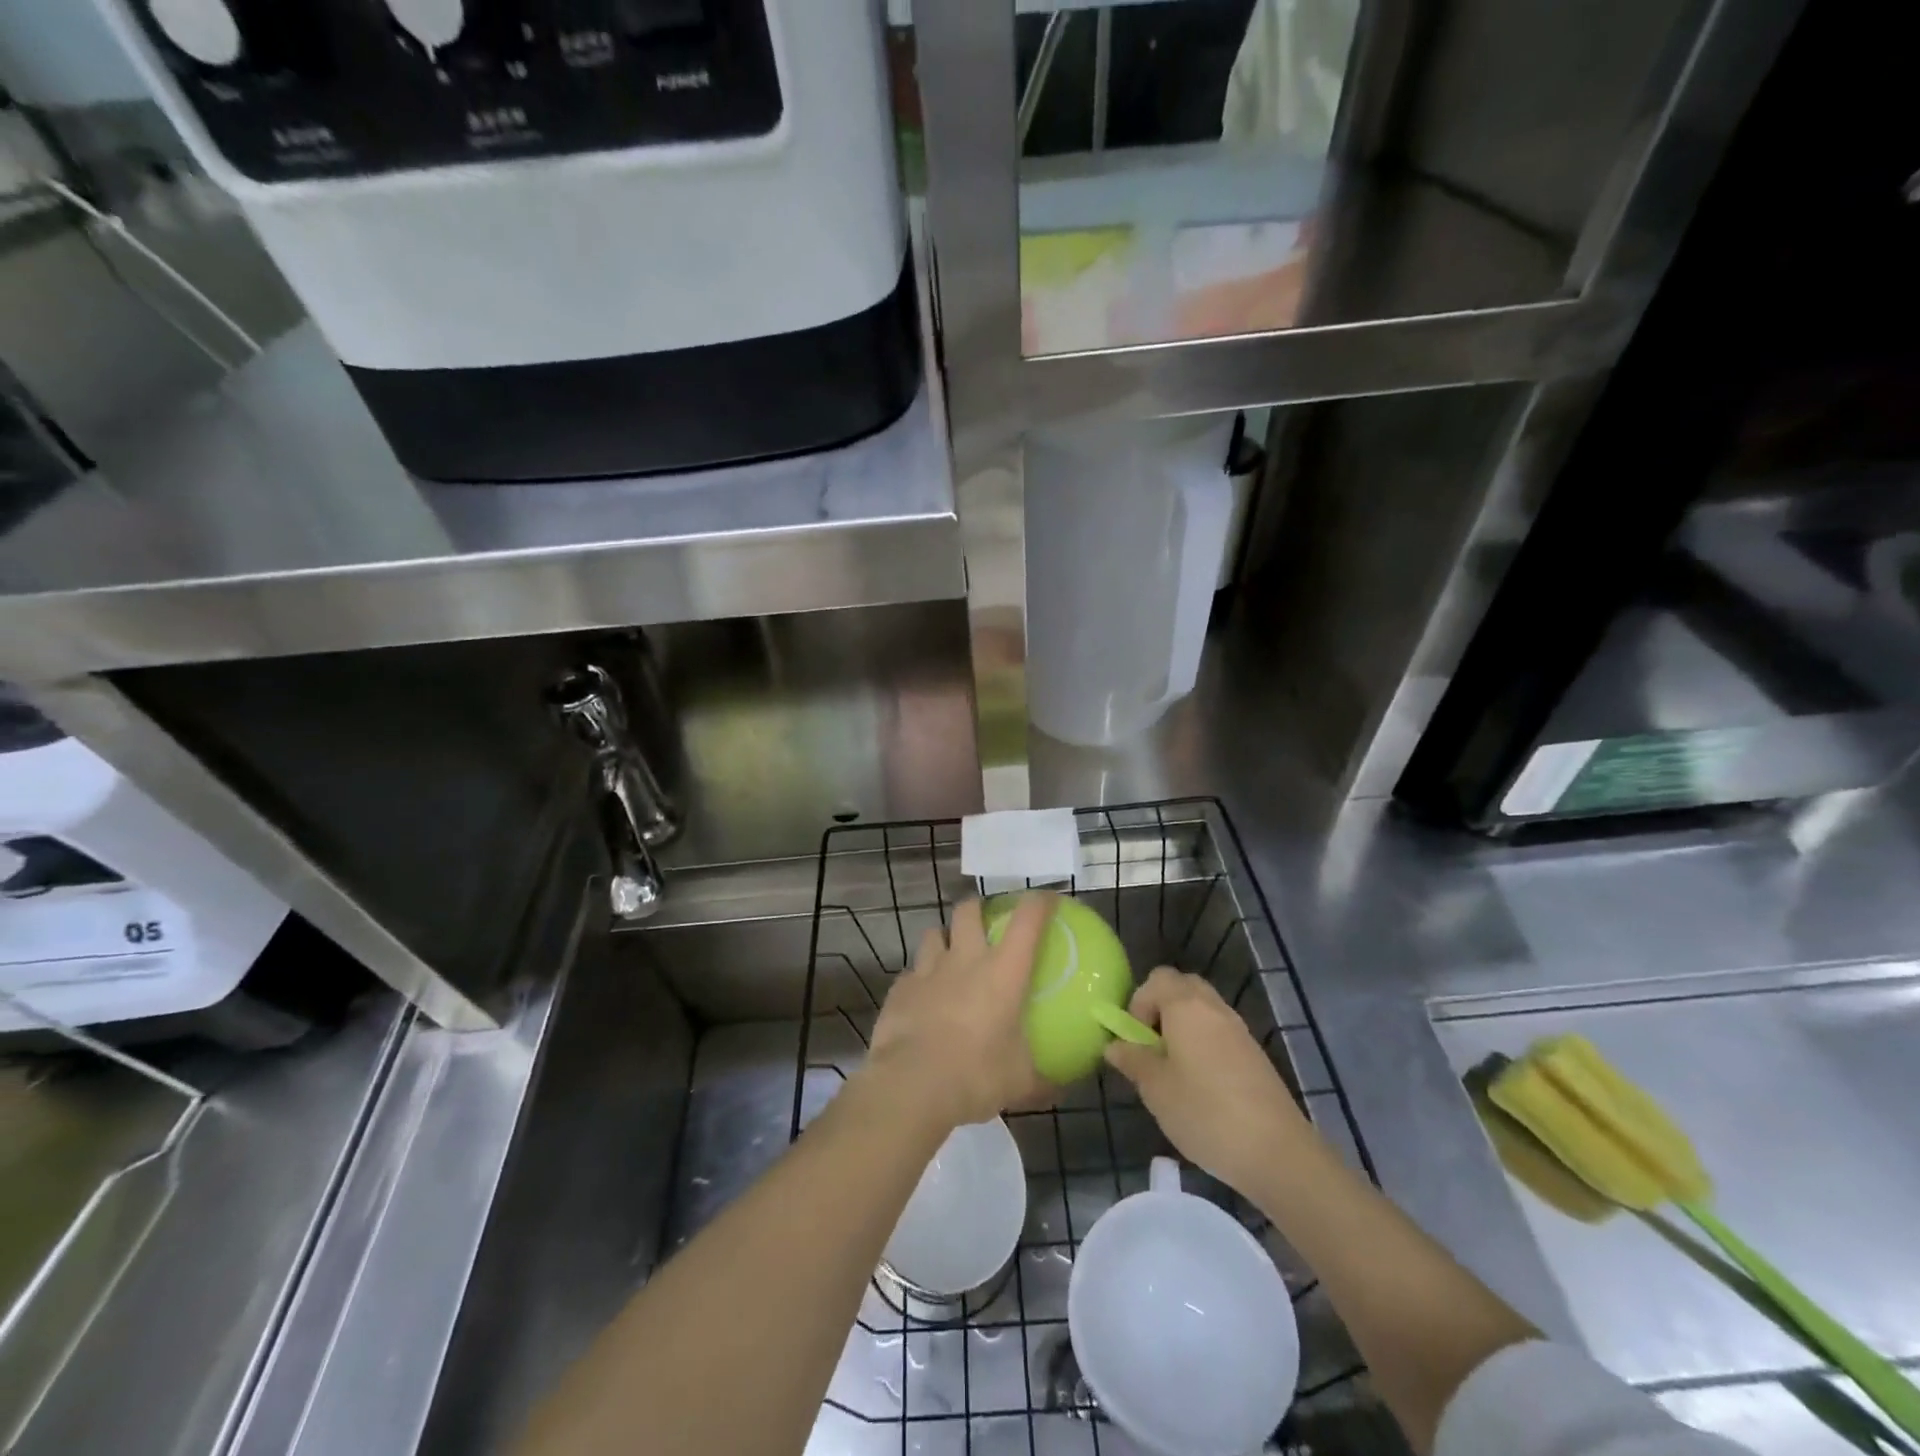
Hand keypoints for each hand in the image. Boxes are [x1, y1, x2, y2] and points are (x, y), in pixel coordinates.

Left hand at [863, 894, 1054, 1129]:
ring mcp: (928, 970)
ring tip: (949, 955)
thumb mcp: (1021, 1081)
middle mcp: (965, 959)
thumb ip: (1043, 1079)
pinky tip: (923, 997)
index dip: (1040, 902)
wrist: (913, 1085)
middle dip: (977, 907)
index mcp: (1003, 971)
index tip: (1048, 899)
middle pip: (968, 910)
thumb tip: (1062, 1087)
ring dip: (944, 939)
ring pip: (933, 933)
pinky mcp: (900, 989)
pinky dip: (920, 978)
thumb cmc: (977, 1075)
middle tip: (985, 920)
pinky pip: (912, 972)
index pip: (1027, 919)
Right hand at [1104, 968, 1308, 1202]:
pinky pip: (1220, 1032)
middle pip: (1182, 987)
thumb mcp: (1156, 1089)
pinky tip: (1201, 1084)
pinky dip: (1204, 1043)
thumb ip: (1133, 1060)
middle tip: (1152, 1046)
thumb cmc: (1205, 1113)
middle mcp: (1214, 1008)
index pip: (1156, 979)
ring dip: (1183, 1026)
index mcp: (1186, 1006)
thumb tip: (1115, 1045)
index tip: (1134, 1041)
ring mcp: (1239, 1030)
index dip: (1138, 1003)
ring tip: (1173, 1068)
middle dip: (1161, 1008)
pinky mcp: (1254, 1054)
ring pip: (1203, 1009)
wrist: (1277, 1151)